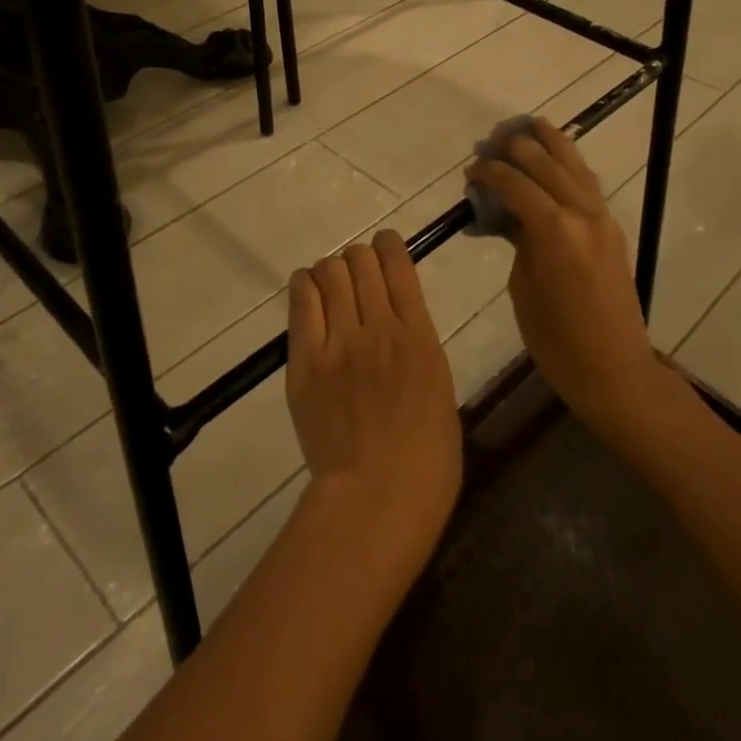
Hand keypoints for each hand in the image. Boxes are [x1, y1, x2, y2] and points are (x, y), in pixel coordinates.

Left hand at [286, 231, 460, 575]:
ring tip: (330, 283)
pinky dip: (304, 286)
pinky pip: (301, 303)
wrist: (378, 495)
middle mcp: (378, 327)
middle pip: (360, 262)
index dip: (389, 246)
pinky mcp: (305, 361)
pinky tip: (307, 290)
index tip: (384, 246)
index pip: (398, 266)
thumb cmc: (427, 457)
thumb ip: (418, 349)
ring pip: (329, 274)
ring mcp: (339, 342)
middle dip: (358, 258)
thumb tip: (401, 328)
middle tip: (355, 272)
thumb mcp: (440, 389)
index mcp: (419, 336)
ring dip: (331, 270)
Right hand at [467, 120, 662, 424]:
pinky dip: (569, 165)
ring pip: (575, 166)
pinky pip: (587, 185)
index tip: (471, 169)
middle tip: (492, 141)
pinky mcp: (611, 230)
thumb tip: (509, 216)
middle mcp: (582, 214)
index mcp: (554, 230)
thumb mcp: (523, 287)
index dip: (490, 173)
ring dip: (551, 144)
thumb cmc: (557, 340)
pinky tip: (557, 161)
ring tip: (530, 125)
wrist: (614, 368)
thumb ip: (518, 241)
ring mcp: (602, 219)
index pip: (516, 184)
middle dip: (517, 147)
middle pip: (546, 164)